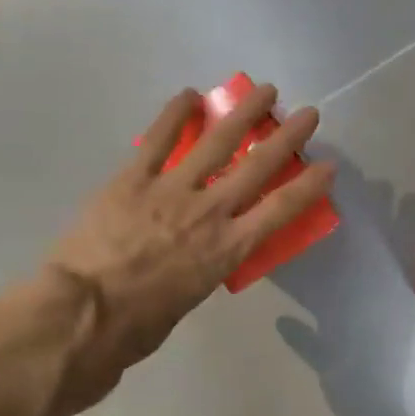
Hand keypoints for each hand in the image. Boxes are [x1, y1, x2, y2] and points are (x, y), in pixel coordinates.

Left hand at [32, 84, 333, 415]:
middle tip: (307, 113)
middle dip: (287, 137)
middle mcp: (210, 211)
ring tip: (264, 91)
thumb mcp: (190, 298)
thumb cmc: (139, 324)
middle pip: (258, 166)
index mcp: (229, 248)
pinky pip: (158, 139)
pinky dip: (175, 113)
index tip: (328, 165)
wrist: (86, 313)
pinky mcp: (133, 178)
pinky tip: (190, 94)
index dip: (309, 185)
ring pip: (216, 142)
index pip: (281, 209)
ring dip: (243, 113)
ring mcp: (171, 189)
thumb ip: (203, 266)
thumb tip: (197, 253)